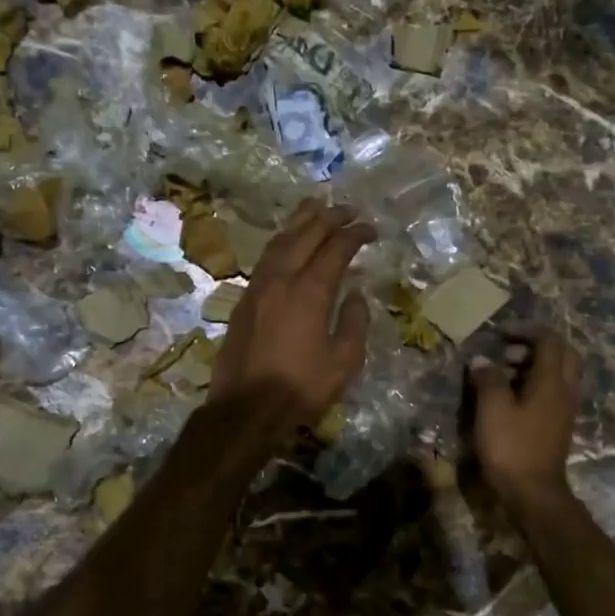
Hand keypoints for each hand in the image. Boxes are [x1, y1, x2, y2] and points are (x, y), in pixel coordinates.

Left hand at [209, 199, 374, 438]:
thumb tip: (354, 294)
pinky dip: (282, 241)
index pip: (336, 249)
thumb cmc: (300, 388)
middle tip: (348, 209)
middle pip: (306, 235)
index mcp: (309, 292)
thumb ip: (354, 323)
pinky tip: (287, 242)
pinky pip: (266, 258)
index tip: (370, 229)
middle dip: (329, 218)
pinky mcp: (244, 300)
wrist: (245, 409)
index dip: (355, 235)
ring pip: (280, 241)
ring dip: (300, 221)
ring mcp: (257, 287)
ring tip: (316, 207)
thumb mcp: (343, 363)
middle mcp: (281, 279)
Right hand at [467, 329, 580, 508]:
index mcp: (551, 381)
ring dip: (532, 366)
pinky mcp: (557, 426)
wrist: (533, 494)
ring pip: (556, 374)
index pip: (549, 340)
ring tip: (501, 374)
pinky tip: (509, 398)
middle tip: (506, 352)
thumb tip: (482, 360)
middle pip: (561, 354)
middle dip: (534, 346)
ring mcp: (564, 410)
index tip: (499, 333)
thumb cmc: (512, 448)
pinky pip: (550, 392)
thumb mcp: (492, 409)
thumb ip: (488, 379)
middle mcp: (564, 391)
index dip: (525, 330)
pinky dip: (532, 384)